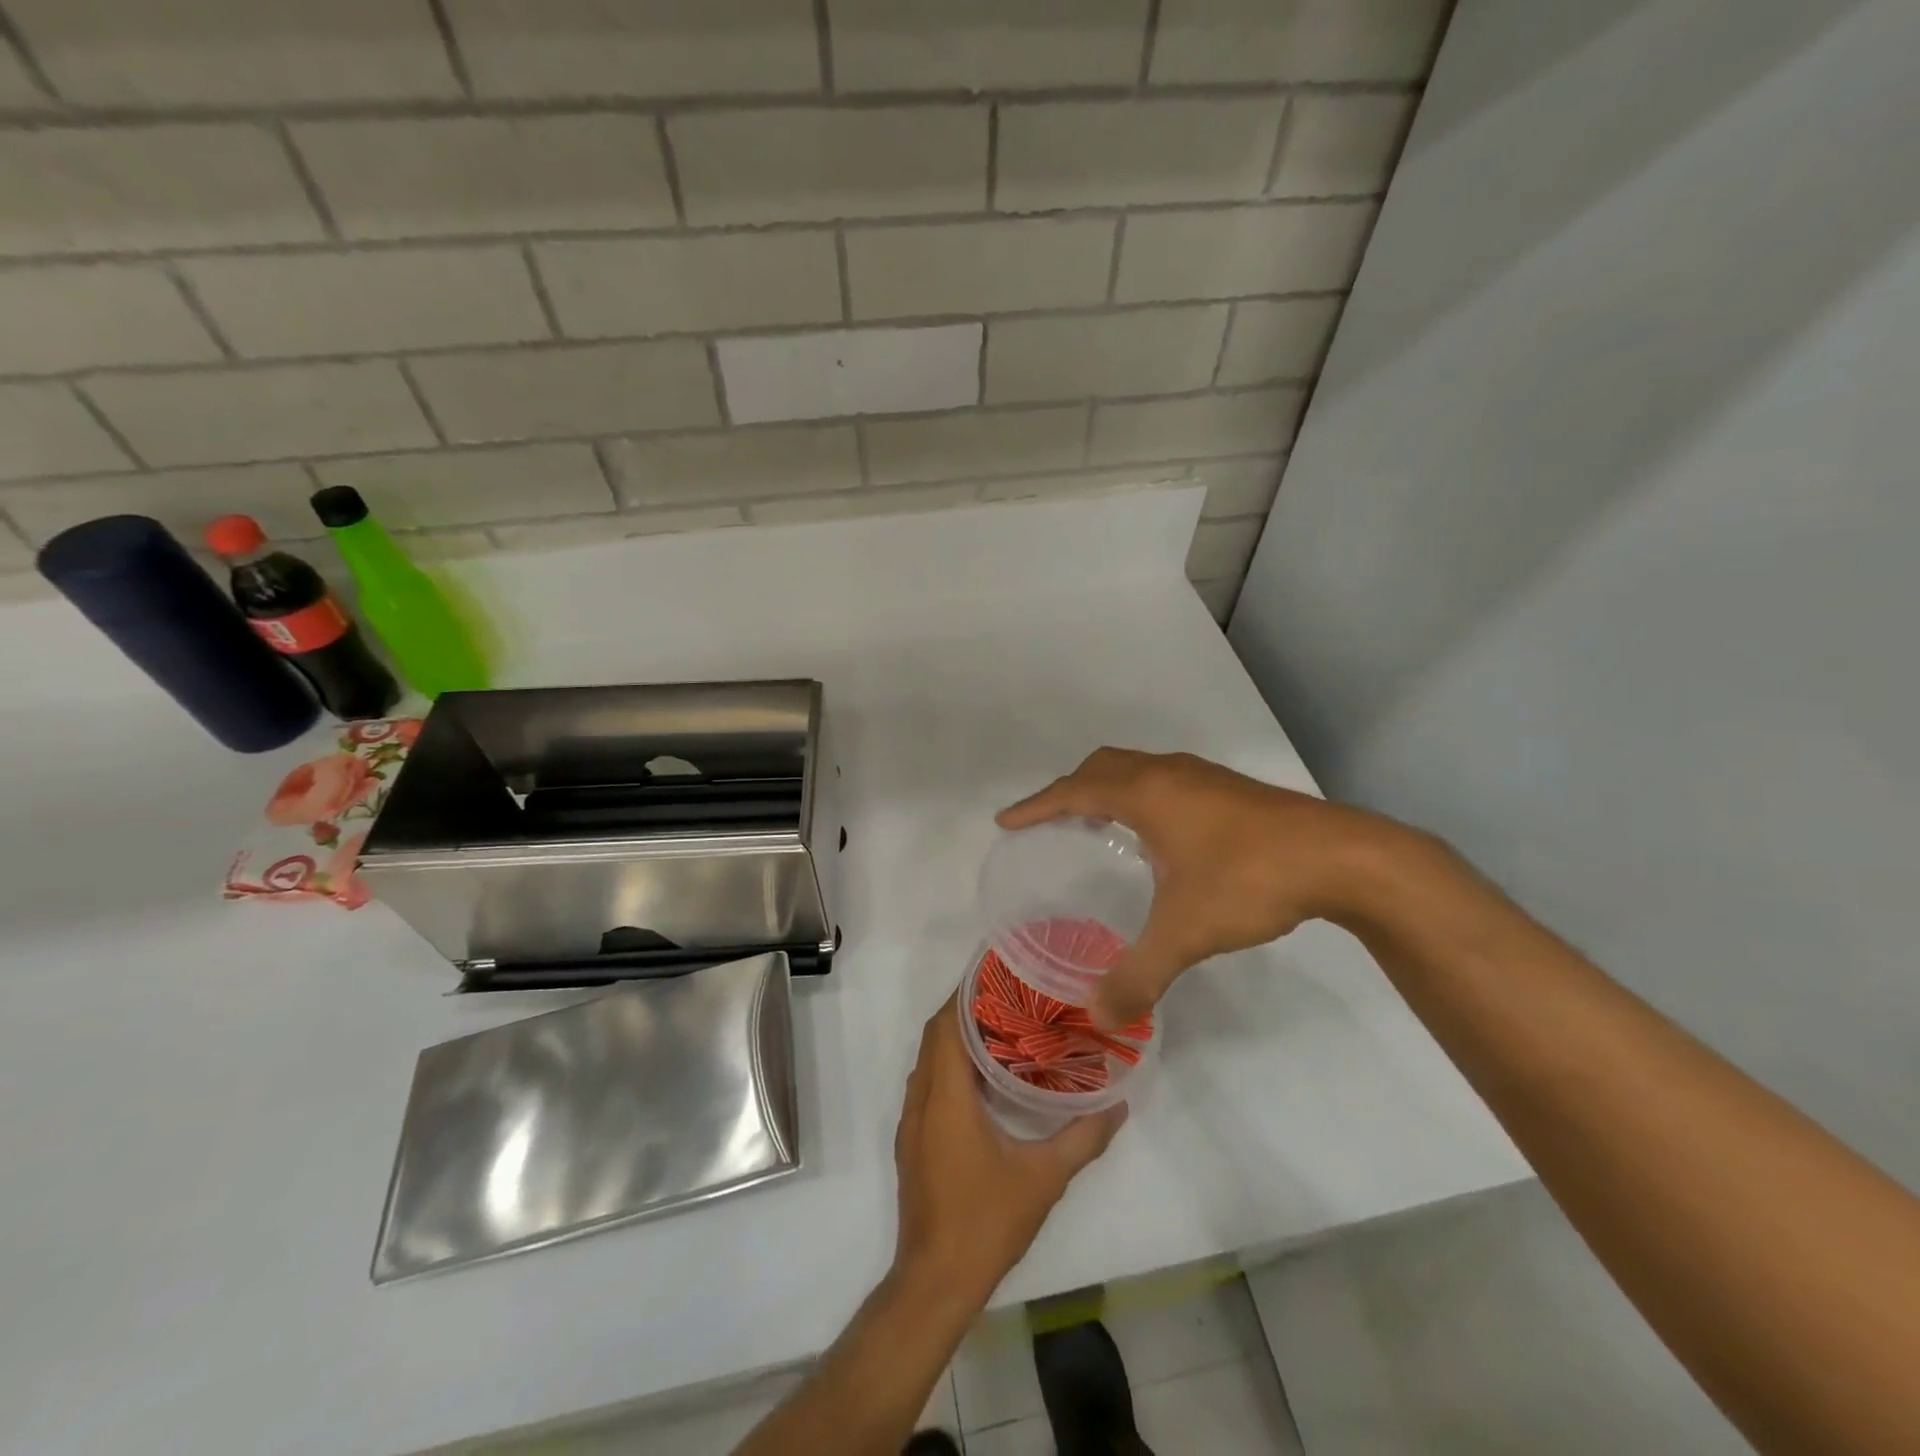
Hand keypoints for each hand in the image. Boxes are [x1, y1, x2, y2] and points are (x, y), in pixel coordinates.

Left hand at [892, 996, 1125, 1306]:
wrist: (935, 1281)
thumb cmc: (986, 1221)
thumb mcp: (1044, 1179)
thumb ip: (1083, 1138)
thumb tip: (1118, 1105)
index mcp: (946, 1096)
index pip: (947, 1025)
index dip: (966, 994)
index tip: (998, 975)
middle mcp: (922, 1099)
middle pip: (935, 1036)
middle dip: (964, 1009)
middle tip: (1009, 997)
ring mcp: (912, 1121)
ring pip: (929, 1060)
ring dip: (955, 1038)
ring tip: (1001, 1028)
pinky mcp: (913, 1141)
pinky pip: (928, 1084)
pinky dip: (949, 1066)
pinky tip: (984, 1079)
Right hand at [998, 748, 1415, 1027]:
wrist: (1341, 858)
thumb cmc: (1249, 880)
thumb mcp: (1186, 933)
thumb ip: (1138, 975)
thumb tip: (1099, 1017)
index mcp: (1146, 793)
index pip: (1073, 791)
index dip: (1036, 805)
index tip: (1006, 821)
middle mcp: (1168, 773)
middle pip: (1102, 766)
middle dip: (1068, 789)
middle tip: (1049, 821)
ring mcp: (1202, 776)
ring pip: (1136, 768)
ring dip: (1106, 787)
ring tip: (1094, 824)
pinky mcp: (1229, 789)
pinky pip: (1163, 779)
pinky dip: (1138, 794)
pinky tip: (1155, 834)